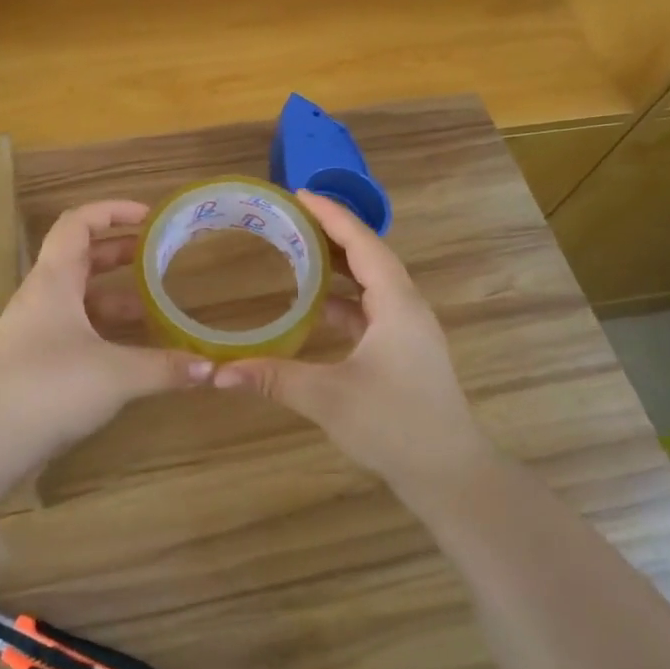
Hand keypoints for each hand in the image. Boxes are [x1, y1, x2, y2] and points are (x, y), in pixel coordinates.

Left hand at [0, 200, 212, 460]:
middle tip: (160, 258)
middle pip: (81, 258)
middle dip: (121, 254)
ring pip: (79, 298)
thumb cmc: (50, 387)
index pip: (78, 223)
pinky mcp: (35, 360)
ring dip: (116, 297)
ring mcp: (35, 329)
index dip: (112, 211)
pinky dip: (104, 330)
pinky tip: (131, 351)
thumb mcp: (116, 374)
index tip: (149, 217)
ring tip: (155, 309)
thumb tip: (211, 369)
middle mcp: (42, 296)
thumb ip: (165, 367)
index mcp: (54, 280)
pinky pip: (75, 330)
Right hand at [212, 192, 494, 493]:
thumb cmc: (395, 426)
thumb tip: (219, 373)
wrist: (450, 475)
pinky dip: (344, 299)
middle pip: (369, 256)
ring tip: (299, 251)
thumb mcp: (328, 398)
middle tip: (291, 218)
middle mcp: (407, 308)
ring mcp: (409, 332)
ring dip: (339, 266)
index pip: (363, 243)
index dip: (331, 215)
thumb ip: (274, 378)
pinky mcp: (405, 352)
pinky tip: (316, 307)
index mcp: (397, 304)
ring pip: (372, 283)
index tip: (299, 194)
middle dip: (332, 233)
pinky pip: (372, 309)